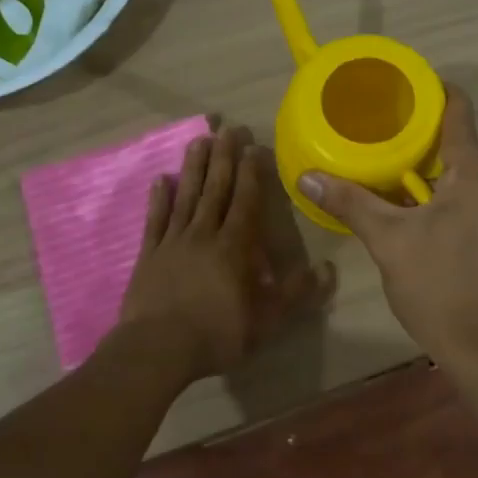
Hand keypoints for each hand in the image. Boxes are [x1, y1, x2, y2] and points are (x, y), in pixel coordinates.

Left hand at [117, 126, 332, 382]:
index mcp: (235, 246)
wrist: (158, 349)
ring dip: (194, 168)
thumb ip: (296, 293)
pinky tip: (161, 179)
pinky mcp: (149, 254)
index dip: (251, 173)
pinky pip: (156, 219)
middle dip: (224, 157)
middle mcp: (205, 234)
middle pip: (216, 189)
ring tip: (199, 140)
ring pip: (186, 196)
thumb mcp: (267, 320)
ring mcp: (173, 242)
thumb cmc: (218, 334)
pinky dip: (159, 199)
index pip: (246, 201)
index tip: (254, 146)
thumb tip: (328, 269)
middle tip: (228, 129)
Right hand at [297, 87, 477, 369]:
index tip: (397, 83)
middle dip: (415, 129)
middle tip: (373, 121)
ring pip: (454, 172)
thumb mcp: (388, 241)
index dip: (431, 89)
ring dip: (420, 163)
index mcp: (474, 176)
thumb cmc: (438, 287)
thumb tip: (307, 177)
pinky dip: (429, 190)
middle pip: (455, 141)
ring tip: (377, 155)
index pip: (458, 111)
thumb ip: (351, 203)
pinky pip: (457, 196)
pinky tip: (397, 199)